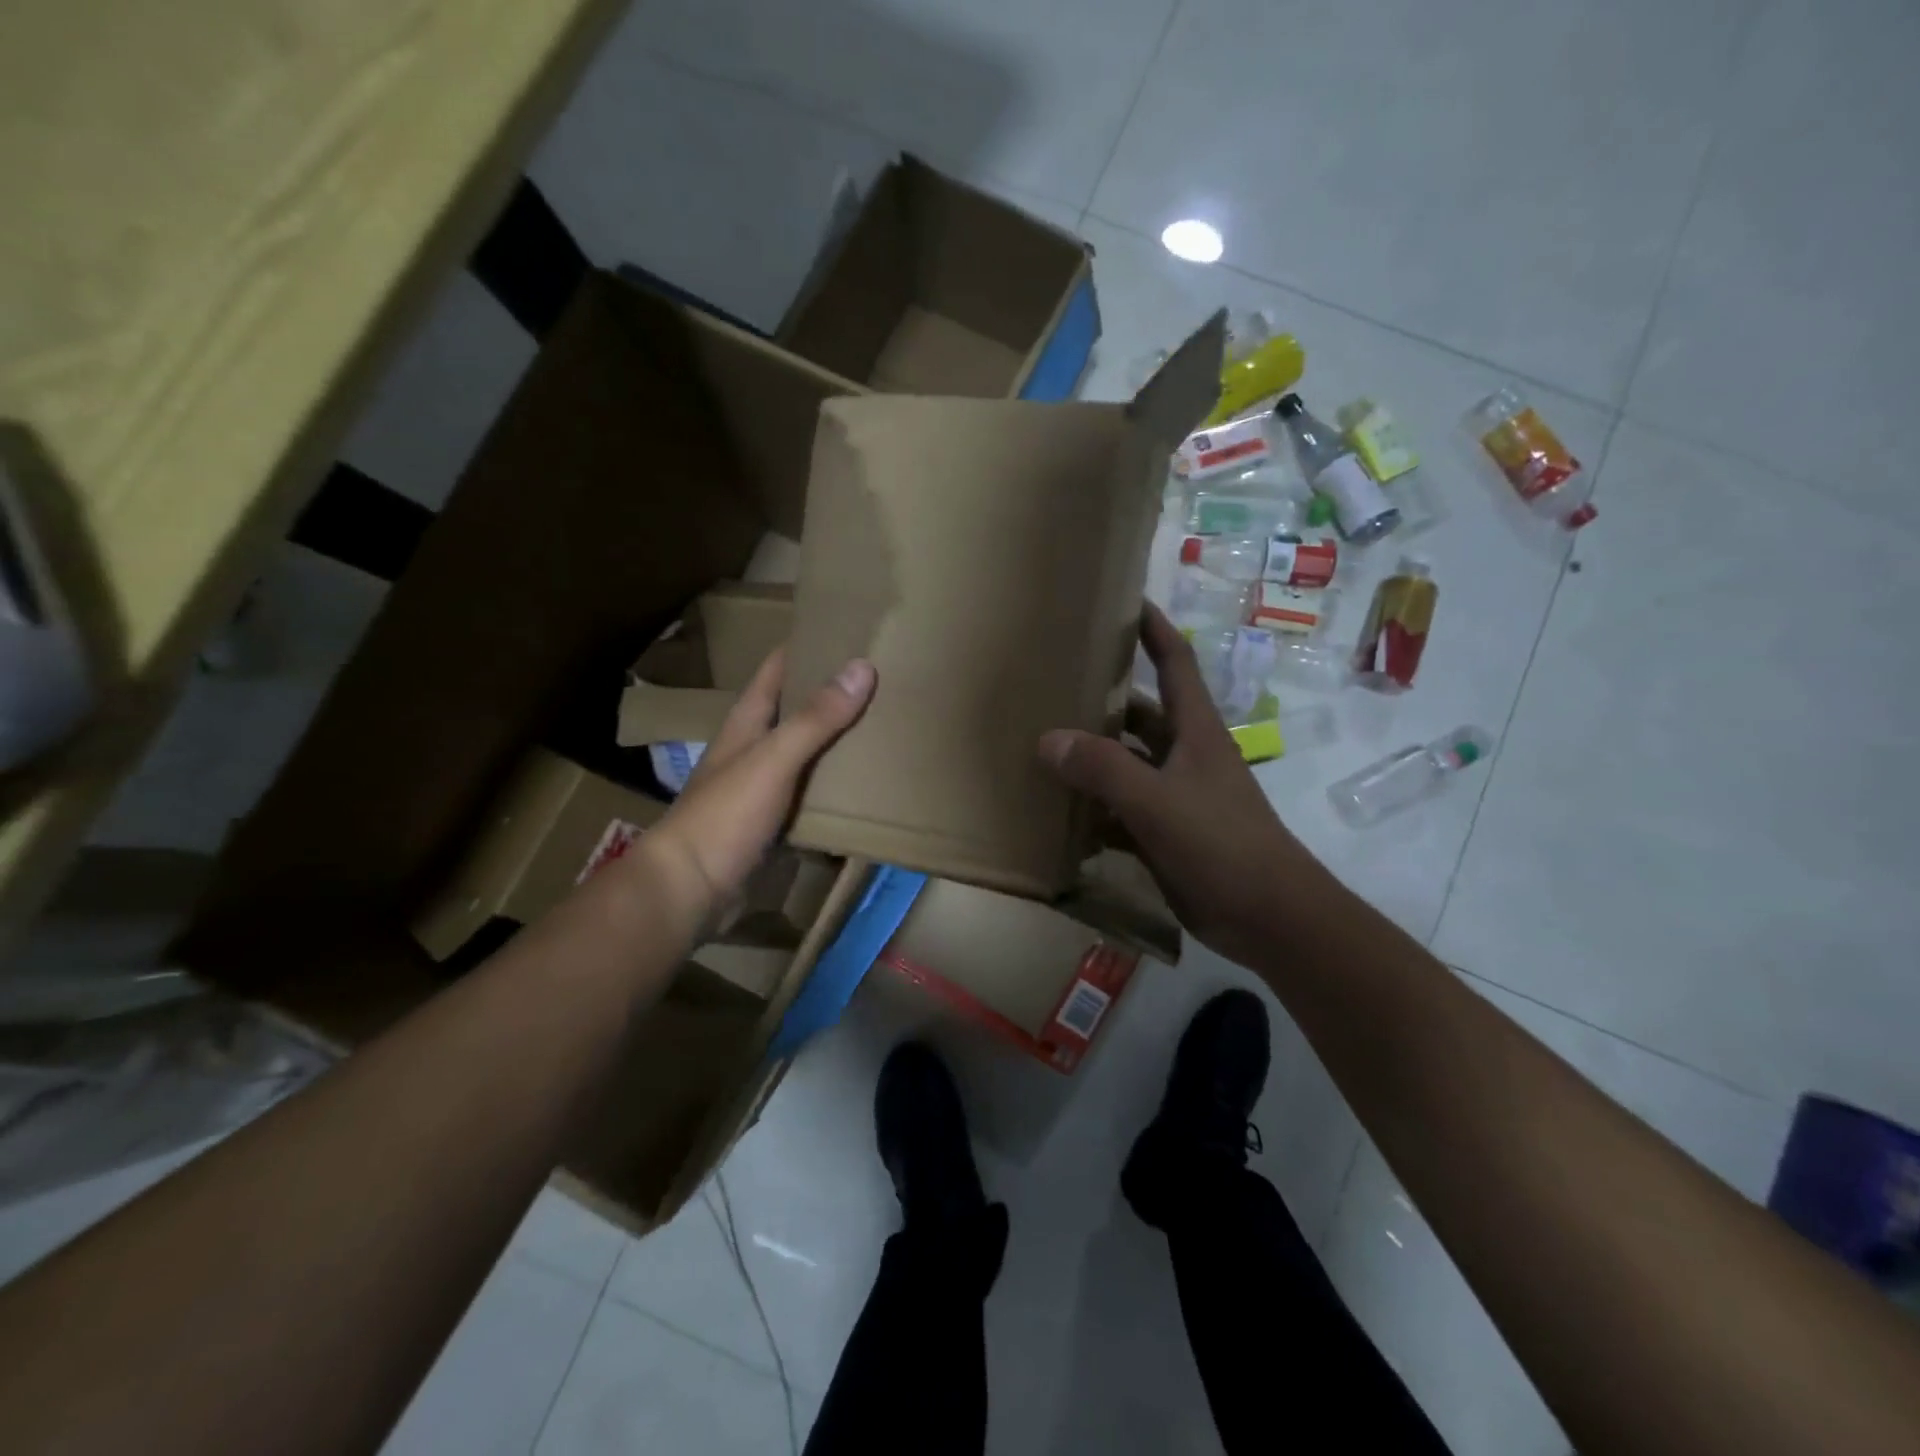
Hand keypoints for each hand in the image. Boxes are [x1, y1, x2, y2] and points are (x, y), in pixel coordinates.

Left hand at [638, 649, 874, 933]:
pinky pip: (812, 794)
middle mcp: (755, 747)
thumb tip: (862, 667)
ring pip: (808, 752)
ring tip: (887, 724)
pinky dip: (836, 786)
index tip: (851, 630)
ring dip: (839, 740)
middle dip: (834, 693)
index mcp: (748, 722)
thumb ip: (816, 718)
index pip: (778, 668)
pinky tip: (867, 785)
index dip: (808, 645)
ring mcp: (764, 786)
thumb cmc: (726, 814)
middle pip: (798, 708)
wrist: (692, 889)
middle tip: (885, 678)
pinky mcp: (774, 822)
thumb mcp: (774, 759)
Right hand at [1038, 604, 1322, 966]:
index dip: (1153, 628)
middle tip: (1054, 683)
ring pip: (1127, 764)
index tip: (1123, 600)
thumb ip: (1104, 769)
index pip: (1175, 661)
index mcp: (1195, 731)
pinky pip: (1122, 811)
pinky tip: (1058, 813)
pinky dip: (1095, 810)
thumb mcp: (1158, 801)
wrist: (1268, 916)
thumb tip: (1048, 739)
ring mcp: (1176, 796)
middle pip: (1141, 713)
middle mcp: (1185, 755)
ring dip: (1093, 757)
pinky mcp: (1166, 834)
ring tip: (1042, 744)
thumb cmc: (1222, 844)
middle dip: (1104, 696)